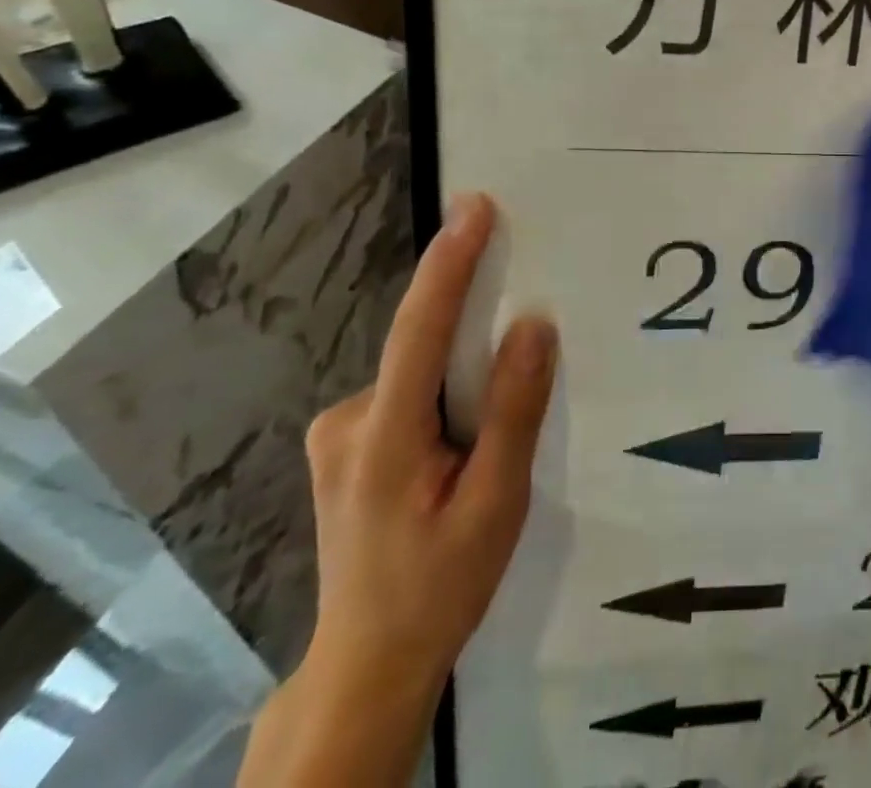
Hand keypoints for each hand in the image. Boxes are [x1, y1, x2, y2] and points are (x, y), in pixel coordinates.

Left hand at [238, 192, 556, 787]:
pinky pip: (409, 388)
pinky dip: (445, 391)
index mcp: (384, 438)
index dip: (450, 262)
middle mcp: (347, 420)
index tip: (476, 206)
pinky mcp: (346, 441)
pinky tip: (462, 444)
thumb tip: (533, 325)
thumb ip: (512, 411)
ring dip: (462, 374)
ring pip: (419, 370)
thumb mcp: (495, 505)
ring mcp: (338, 431)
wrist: (368, 664)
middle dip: (475, 330)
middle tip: (523, 344)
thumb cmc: (439, 587)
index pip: (420, 329)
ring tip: (489, 435)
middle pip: (423, 346)